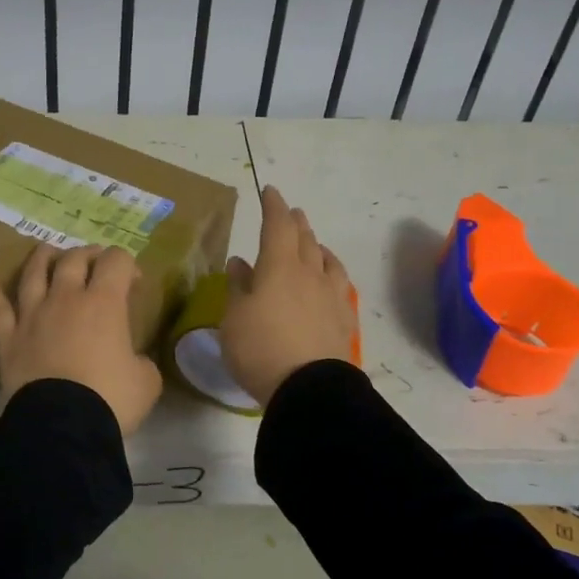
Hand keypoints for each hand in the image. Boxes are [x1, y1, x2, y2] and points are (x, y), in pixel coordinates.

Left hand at [0, 245, 163, 434]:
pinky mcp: (8, 338)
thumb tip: (133, 361)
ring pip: (34, 274)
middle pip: (74, 260)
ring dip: (42, 258)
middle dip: (88, 255)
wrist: (63, 425)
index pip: (116, 262)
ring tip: (47, 250)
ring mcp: (32, 315)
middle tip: (96, 262)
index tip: (134, 282)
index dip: (127, 264)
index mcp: (105, 303)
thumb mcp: (146, 381)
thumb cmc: (111, 399)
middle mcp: (66, 298)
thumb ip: (141, 361)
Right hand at [219, 185, 356, 406]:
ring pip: (327, 260)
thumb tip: (241, 262)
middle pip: (305, 238)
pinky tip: (330, 280)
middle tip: (291, 212)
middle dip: (296, 222)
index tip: (269, 191)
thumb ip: (238, 286)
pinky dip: (332, 273)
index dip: (273, 206)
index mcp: (279, 267)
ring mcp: (331, 296)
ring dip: (317, 246)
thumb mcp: (234, 318)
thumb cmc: (260, 348)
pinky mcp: (344, 319)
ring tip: (313, 243)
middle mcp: (309, 273)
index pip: (277, 226)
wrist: (309, 388)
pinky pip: (340, 285)